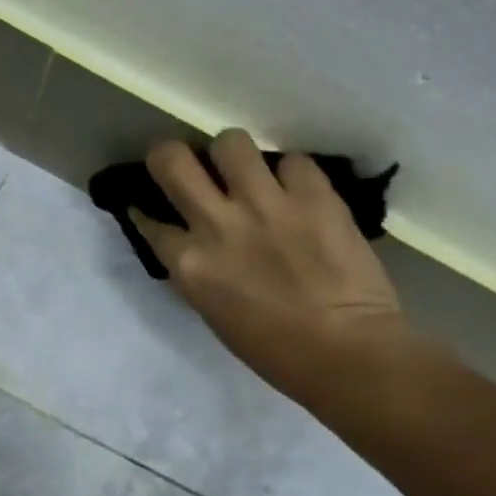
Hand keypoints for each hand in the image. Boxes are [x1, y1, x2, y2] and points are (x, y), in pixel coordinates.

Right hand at [130, 131, 424, 409]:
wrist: (347, 353)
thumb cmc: (275, 352)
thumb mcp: (215, 314)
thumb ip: (199, 272)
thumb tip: (195, 244)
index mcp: (190, 265)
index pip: (150, 221)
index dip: (148, 211)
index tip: (154, 208)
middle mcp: (217, 224)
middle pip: (171, 159)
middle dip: (171, 157)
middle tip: (189, 169)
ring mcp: (266, 203)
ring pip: (230, 142)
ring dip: (233, 156)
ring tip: (248, 173)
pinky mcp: (313, 193)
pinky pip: (292, 161)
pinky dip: (292, 175)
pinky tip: (299, 194)